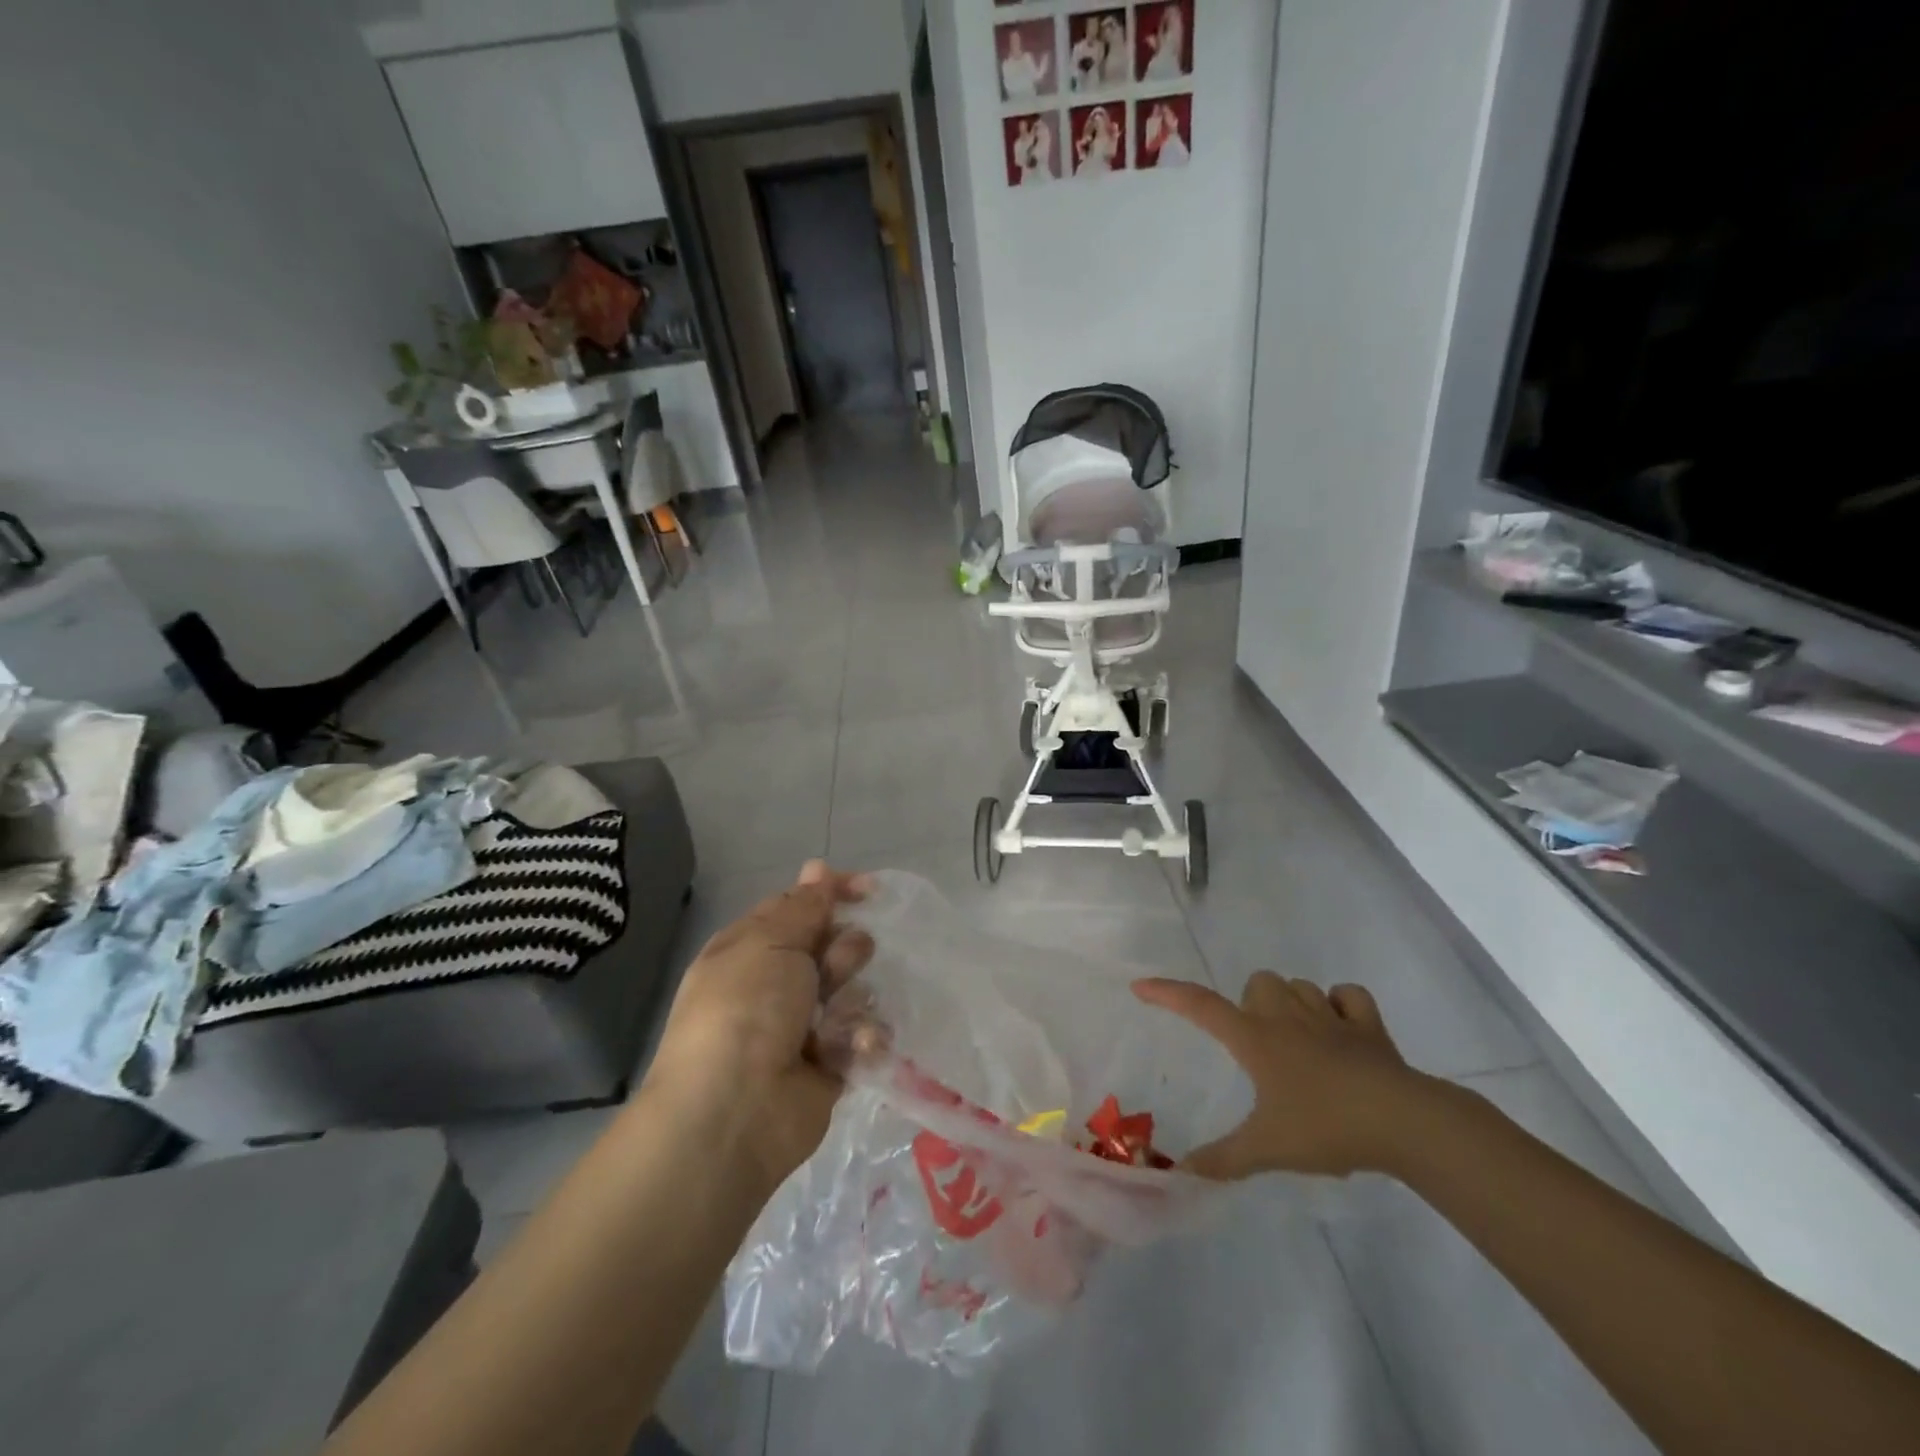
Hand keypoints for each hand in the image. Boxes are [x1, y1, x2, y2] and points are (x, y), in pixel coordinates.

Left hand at [641, 861, 873, 1193]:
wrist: (734, 1112)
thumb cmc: (745, 1009)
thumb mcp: (770, 941)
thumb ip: (804, 906)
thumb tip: (818, 868)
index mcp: (752, 947)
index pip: (800, 906)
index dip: (834, 893)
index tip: (871, 890)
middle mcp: (776, 983)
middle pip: (831, 946)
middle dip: (844, 950)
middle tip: (833, 967)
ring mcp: (803, 1026)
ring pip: (853, 990)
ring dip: (852, 998)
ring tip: (837, 1019)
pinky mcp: (829, 1066)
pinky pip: (862, 1037)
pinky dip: (862, 1040)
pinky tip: (853, 1048)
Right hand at [1131, 972, 1434, 1177]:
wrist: (1403, 1122)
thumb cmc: (1326, 1127)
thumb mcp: (1267, 1149)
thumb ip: (1222, 1160)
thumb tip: (1181, 1175)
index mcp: (1255, 1038)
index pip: (1200, 1006)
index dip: (1167, 993)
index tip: (1140, 987)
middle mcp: (1287, 1016)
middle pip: (1257, 983)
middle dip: (1251, 1004)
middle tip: (1256, 1043)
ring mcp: (1331, 1017)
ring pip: (1299, 985)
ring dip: (1291, 1002)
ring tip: (1296, 1038)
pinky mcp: (1369, 1027)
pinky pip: (1349, 996)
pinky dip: (1342, 1006)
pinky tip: (1341, 1029)